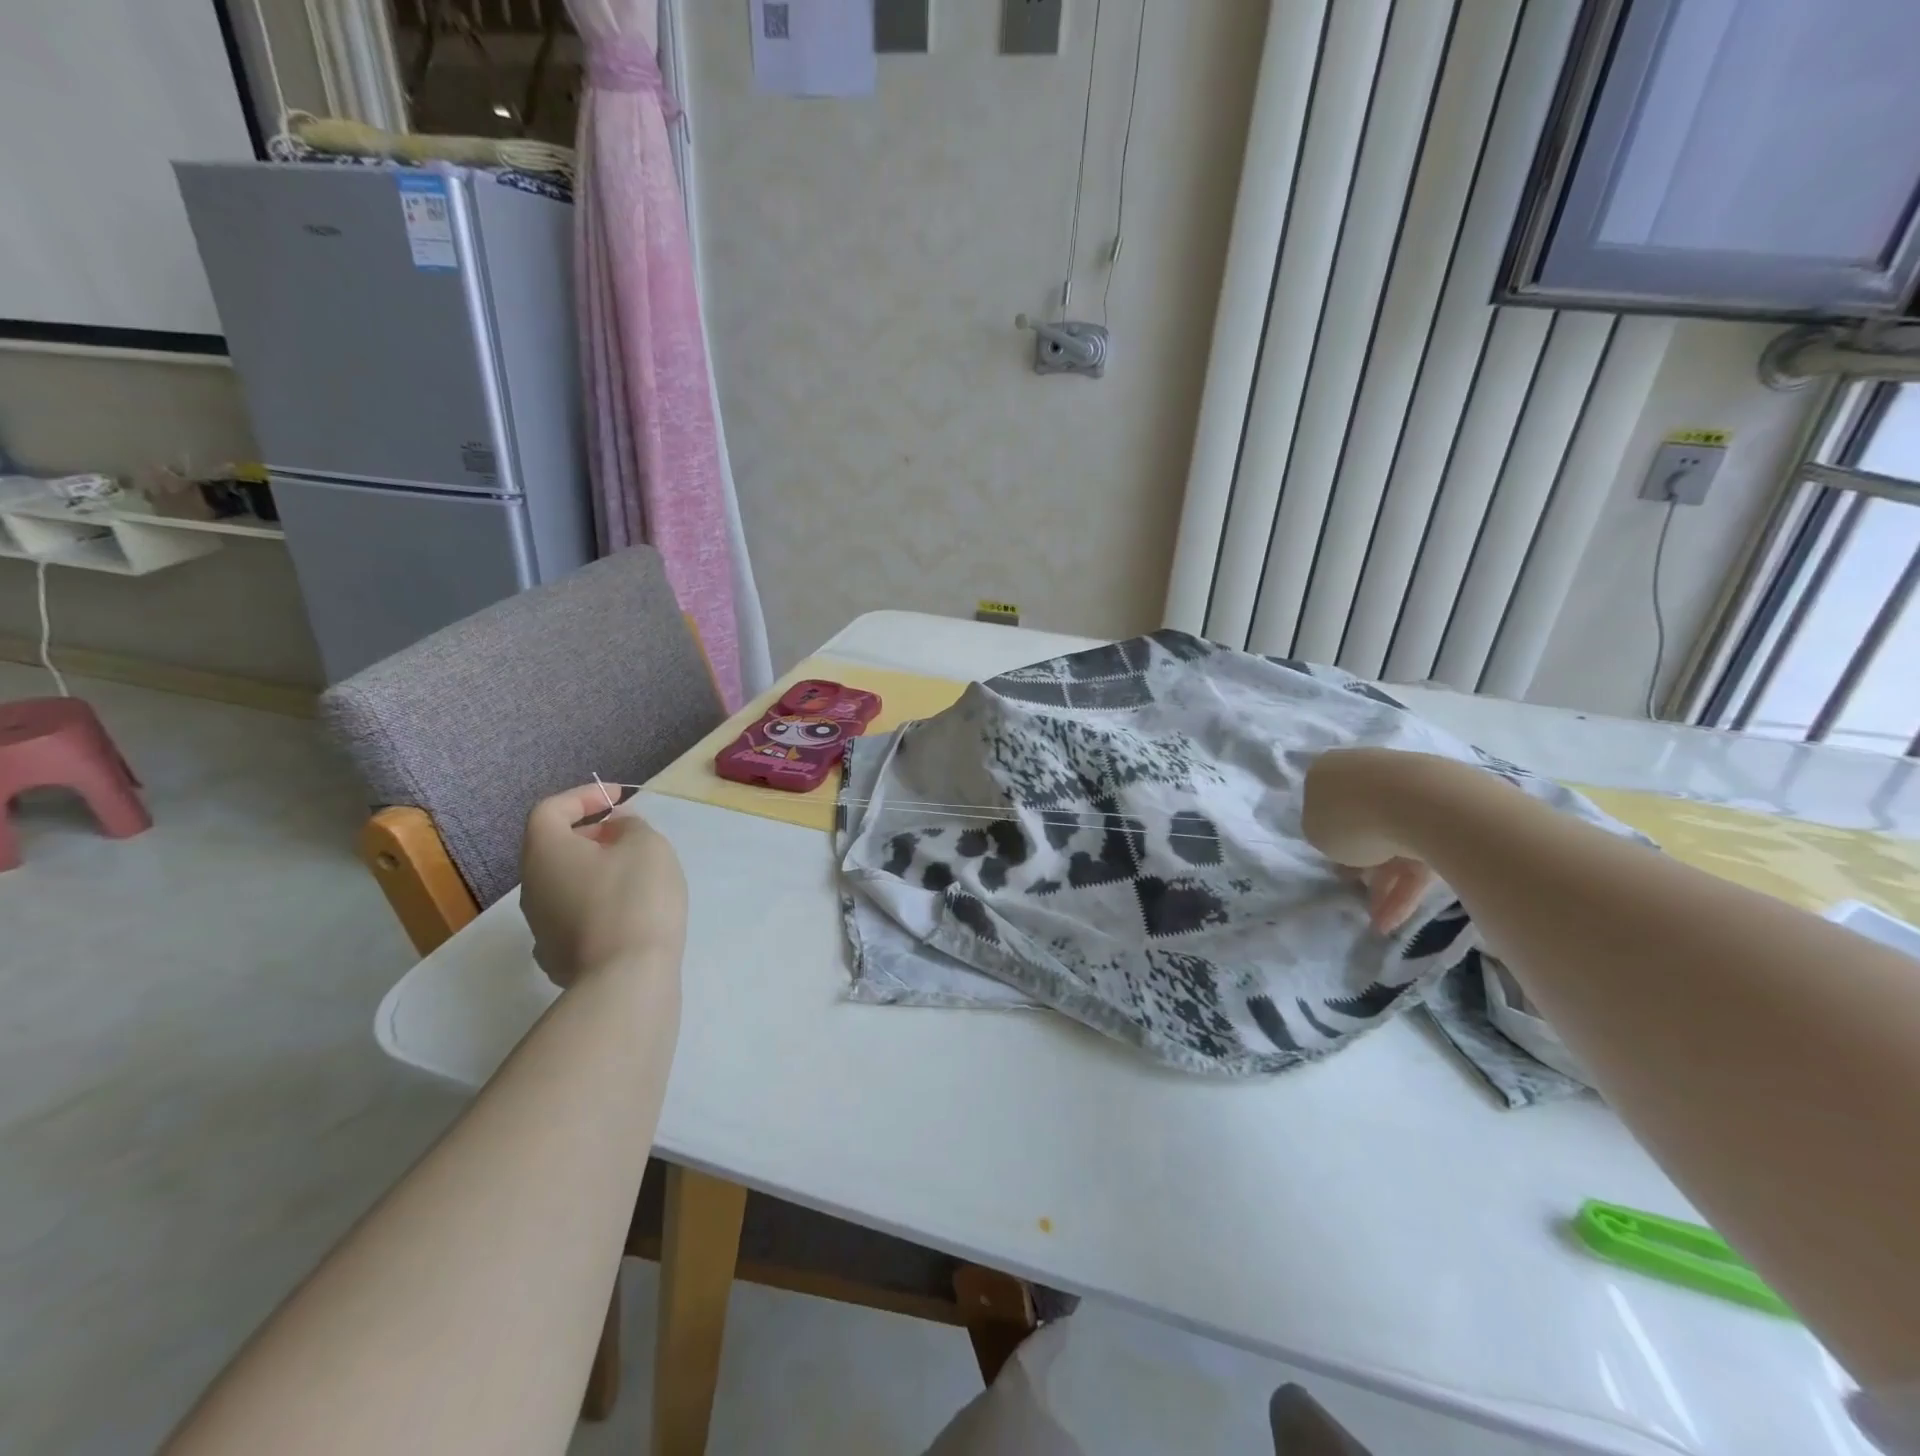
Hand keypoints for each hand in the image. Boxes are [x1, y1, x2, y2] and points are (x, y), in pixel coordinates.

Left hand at [519, 786, 688, 988]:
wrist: (626, 978)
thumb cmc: (635, 898)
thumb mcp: (647, 846)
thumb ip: (631, 826)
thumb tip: (616, 827)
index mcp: (546, 851)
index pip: (550, 810)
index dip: (583, 797)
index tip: (618, 797)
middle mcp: (532, 886)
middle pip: (553, 848)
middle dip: (590, 834)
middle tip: (627, 833)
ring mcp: (540, 926)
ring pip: (563, 883)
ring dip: (593, 869)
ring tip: (633, 872)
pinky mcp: (556, 956)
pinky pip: (572, 915)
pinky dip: (594, 902)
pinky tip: (624, 912)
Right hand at [1302, 748, 1433, 934]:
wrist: (1423, 805)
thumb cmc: (1351, 815)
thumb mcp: (1315, 832)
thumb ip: (1322, 836)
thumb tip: (1342, 841)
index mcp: (1331, 771)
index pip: (1323, 803)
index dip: (1325, 835)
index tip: (1328, 859)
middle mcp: (1370, 776)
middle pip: (1360, 823)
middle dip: (1358, 862)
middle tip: (1353, 890)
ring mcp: (1410, 794)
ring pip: (1391, 844)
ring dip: (1383, 885)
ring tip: (1378, 923)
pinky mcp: (1444, 819)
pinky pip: (1418, 858)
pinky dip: (1406, 890)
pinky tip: (1395, 921)